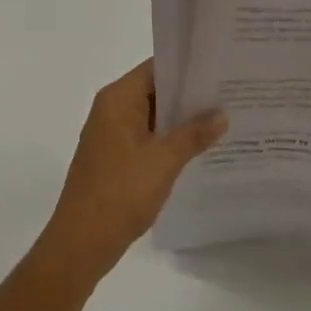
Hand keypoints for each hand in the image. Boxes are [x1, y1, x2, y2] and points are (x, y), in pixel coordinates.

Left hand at [36, 61, 226, 289]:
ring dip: (181, 119)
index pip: (156, 67)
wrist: (80, 244)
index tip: (220, 67)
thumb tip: (221, 114)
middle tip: (230, 93)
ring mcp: (111, 134)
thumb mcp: (164, 161)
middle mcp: (112, 109)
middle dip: (190, 94)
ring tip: (222, 118)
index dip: (188, 66)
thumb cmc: (120, 193)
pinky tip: (199, 148)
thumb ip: (194, 134)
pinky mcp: (114, 157)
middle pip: (155, 89)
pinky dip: (169, 138)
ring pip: (153, 115)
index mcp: (118, 99)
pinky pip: (147, 136)